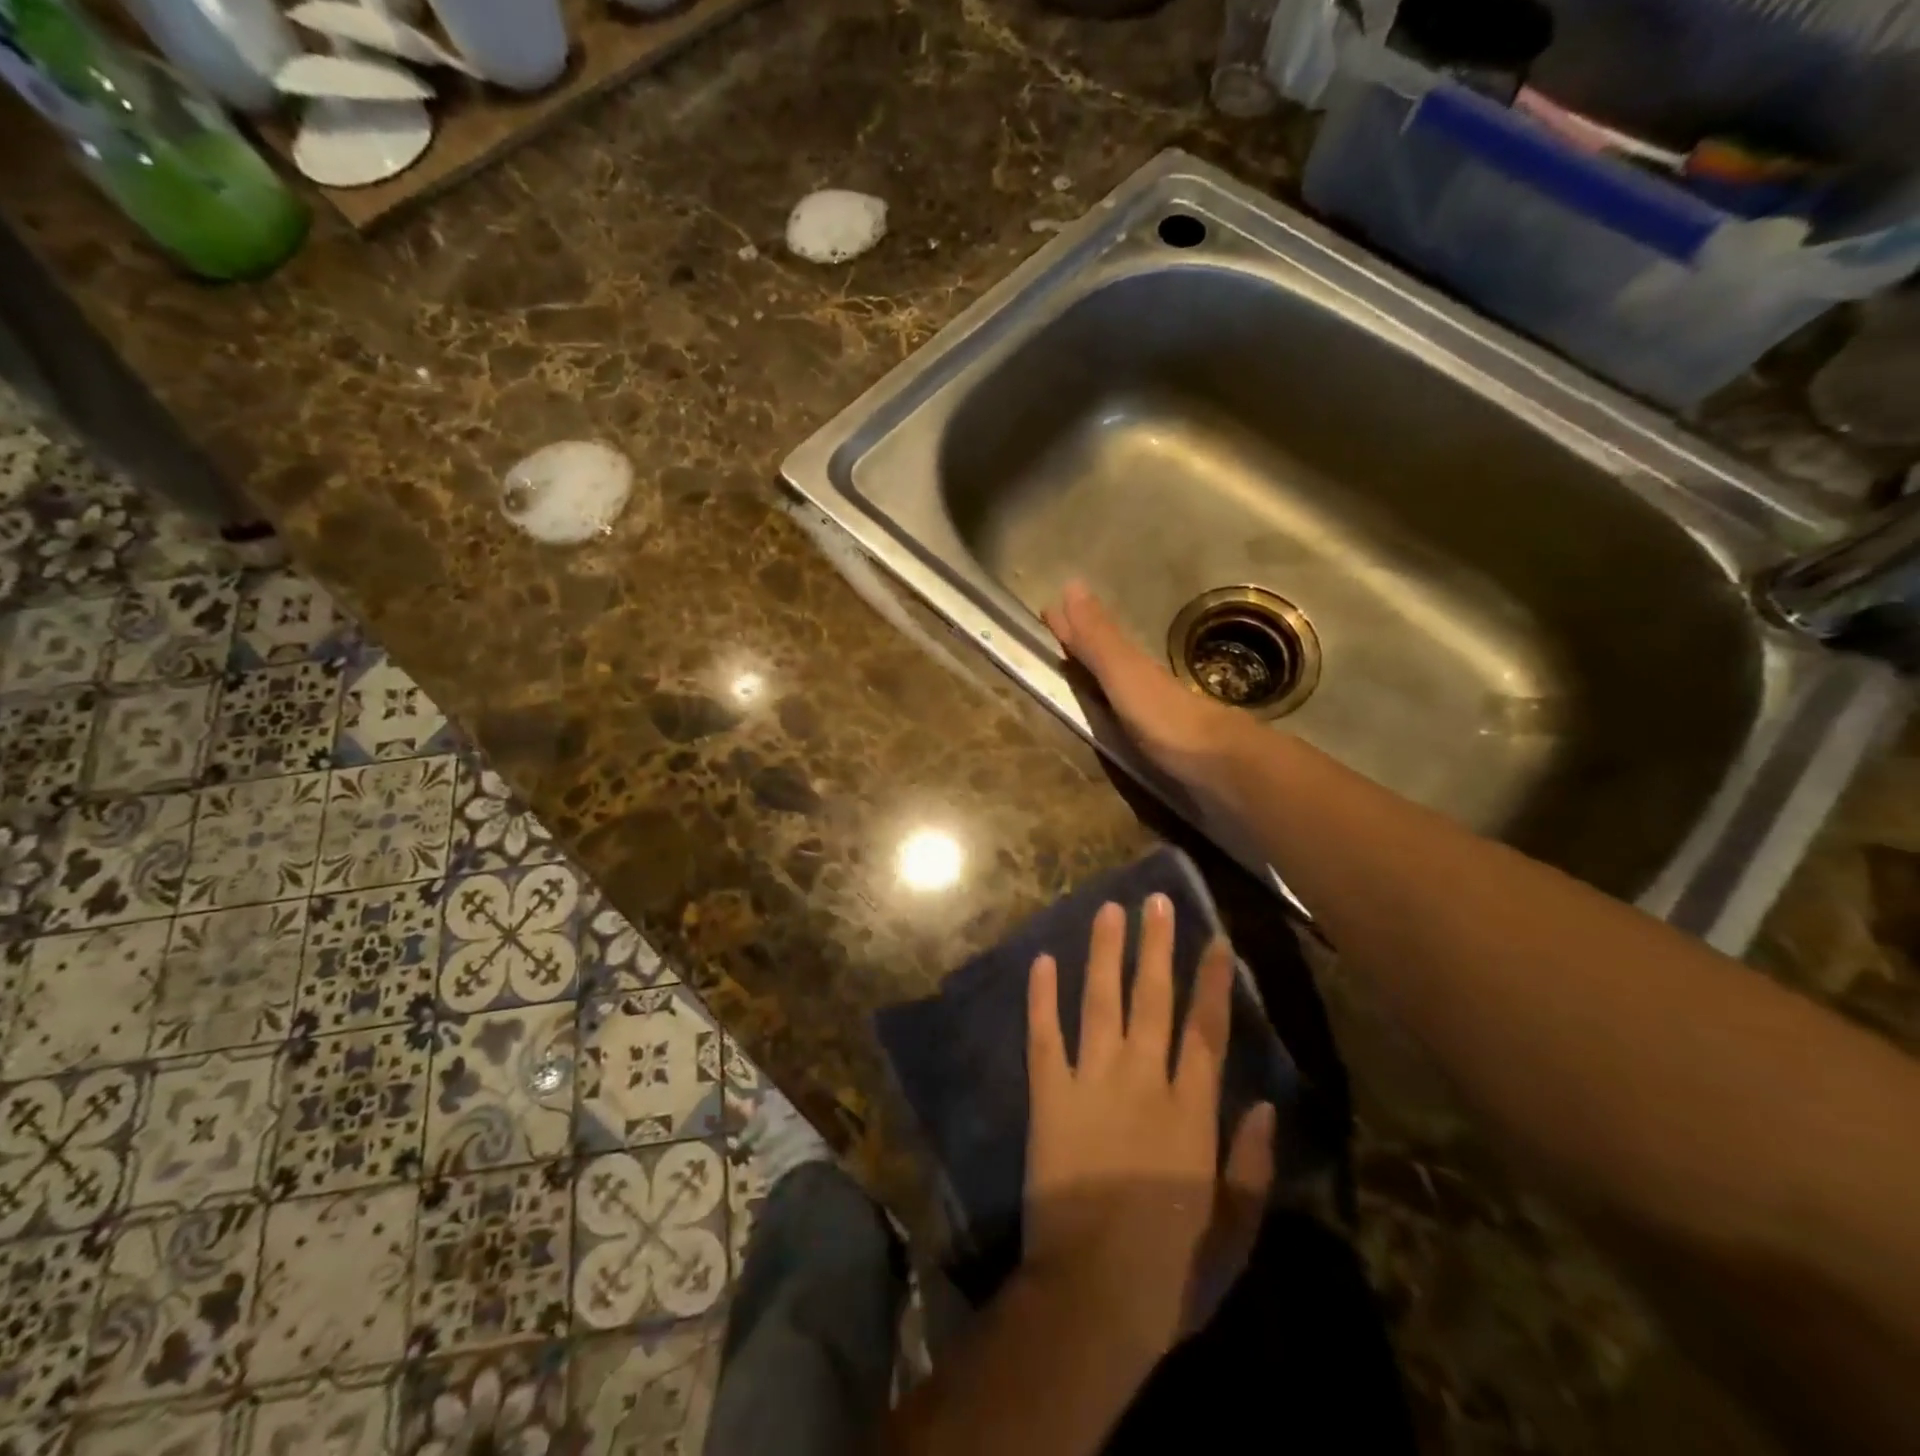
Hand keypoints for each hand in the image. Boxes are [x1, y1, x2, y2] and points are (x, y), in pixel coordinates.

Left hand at [1025, 894, 1275, 1349]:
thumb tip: (1267, 1105)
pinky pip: (1044, 1035)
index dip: (1212, 981)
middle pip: (1152, 999)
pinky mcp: (1048, 1095)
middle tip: (1156, 899)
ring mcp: (1090, 1082)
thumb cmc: (1169, 1272)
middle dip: (1156, 946)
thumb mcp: (1233, 1232)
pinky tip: (1041, 960)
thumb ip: (1252, 1166)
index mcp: (1190, 1112)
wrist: (1090, 1296)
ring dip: (1104, 953)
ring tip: (1108, 910)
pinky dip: (1041, 997)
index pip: (1206, 1029)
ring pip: (1100, 1001)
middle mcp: (1141, 1080)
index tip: (1215, 939)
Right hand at [1043, 581, 1246, 794]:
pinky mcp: (1165, 745)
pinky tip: (1113, 715)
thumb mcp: (1125, 674)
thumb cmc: (1166, 719)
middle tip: (1058, 635)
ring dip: (1101, 676)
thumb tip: (1072, 583)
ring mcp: (1158, 715)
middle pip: (1109, 658)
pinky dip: (1114, 708)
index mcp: (1133, 666)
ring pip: (1122, 686)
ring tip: (1079, 672)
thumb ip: (1099, 639)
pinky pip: (1129, 717)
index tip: (1046, 611)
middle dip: (1085, 645)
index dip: (1071, 627)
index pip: (1094, 638)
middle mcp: (1145, 684)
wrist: (1222, 769)